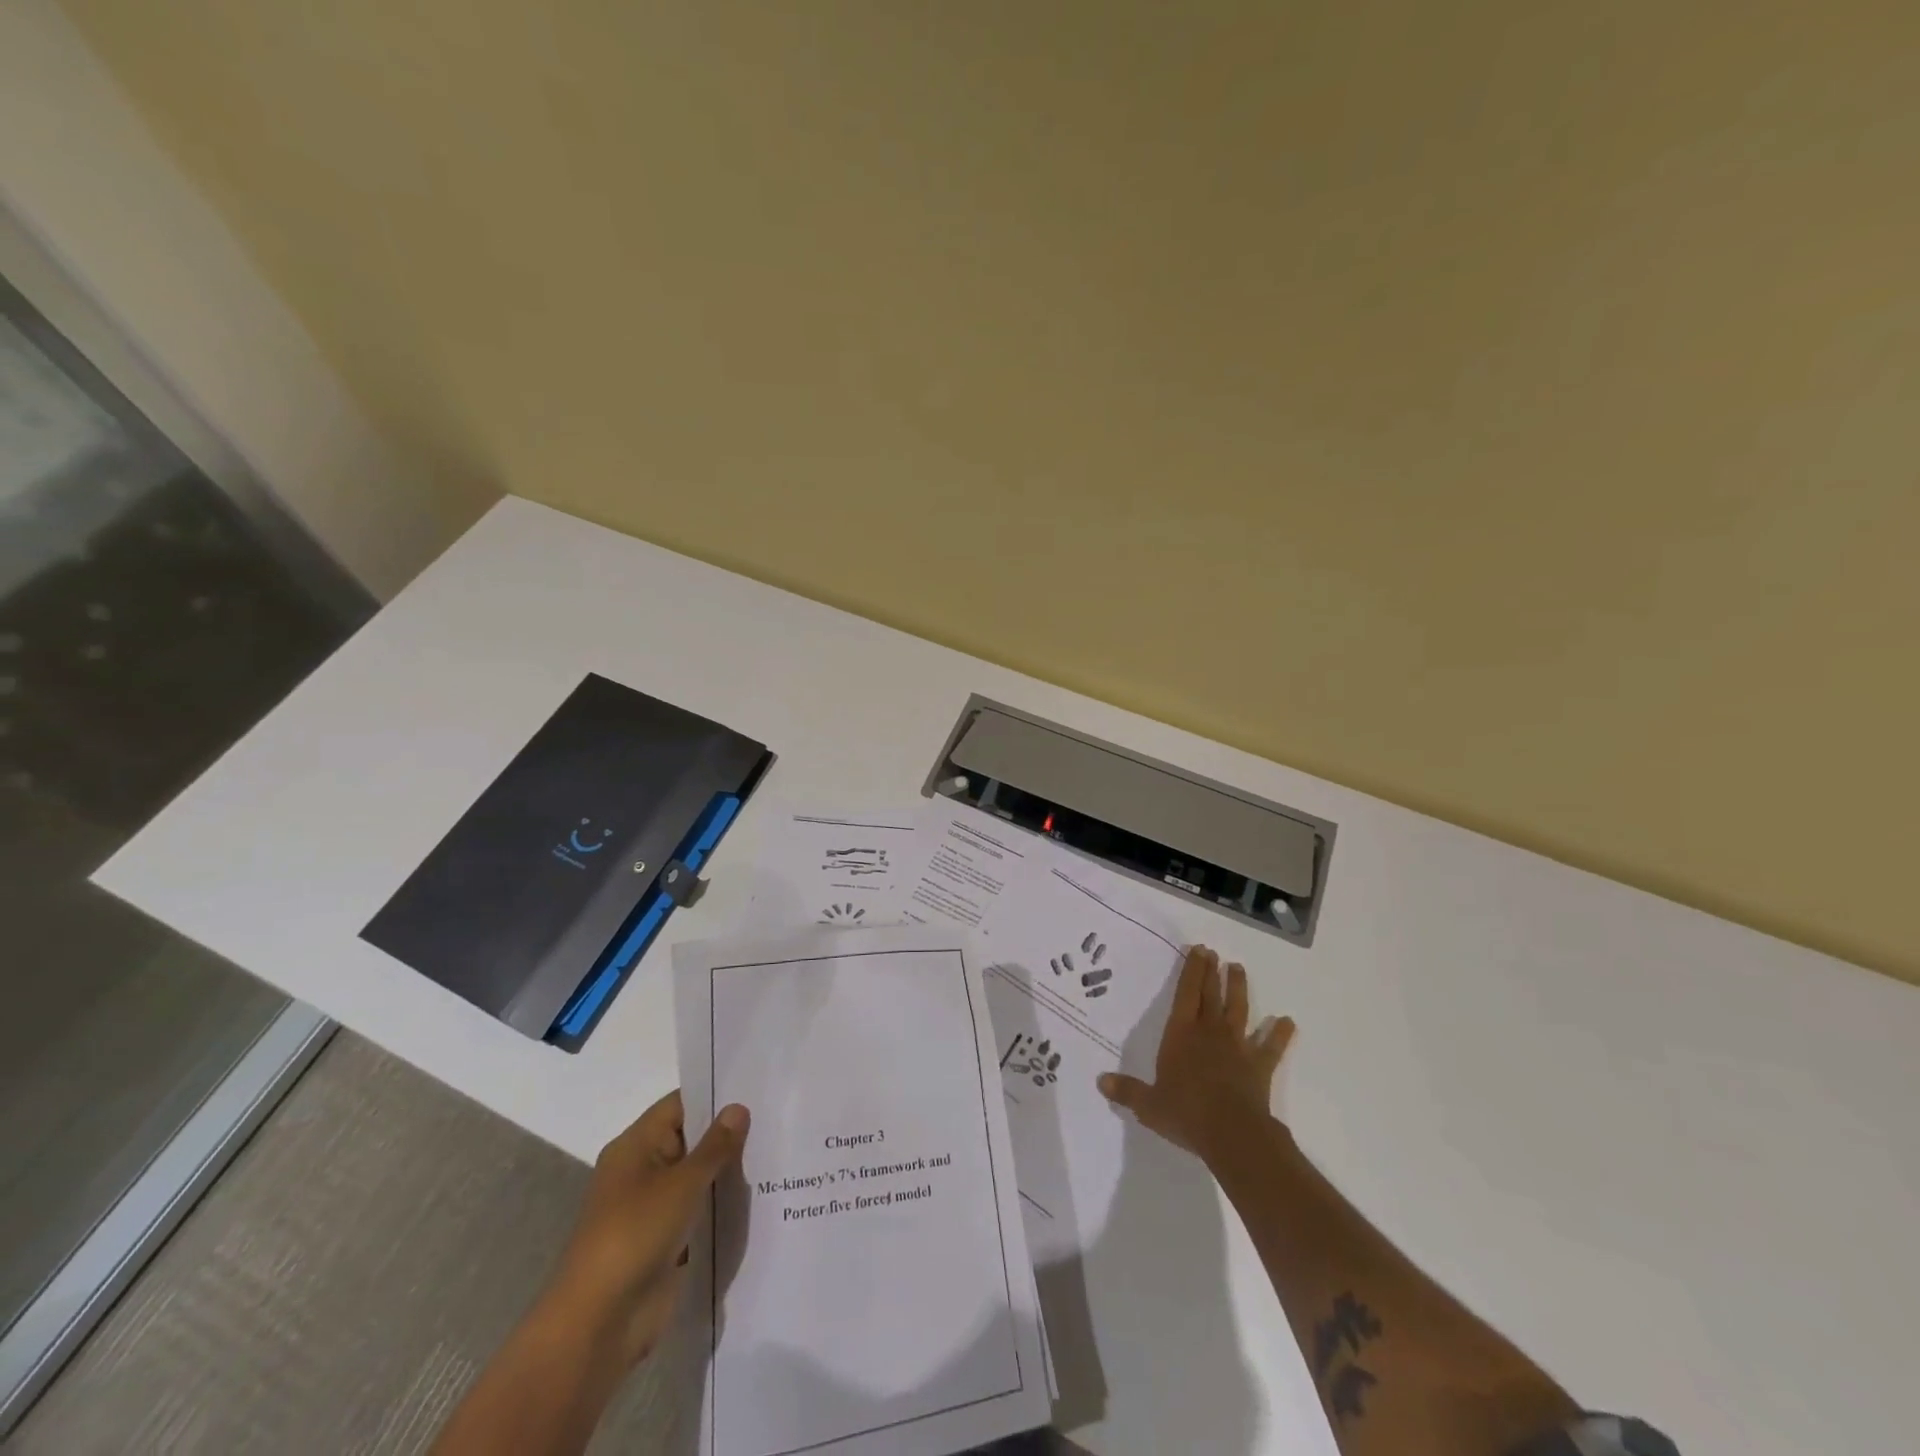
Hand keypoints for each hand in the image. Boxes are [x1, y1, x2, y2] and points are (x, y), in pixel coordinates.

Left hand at [541, 1091, 749, 1366]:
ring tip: (776, 1154)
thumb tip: (738, 1107)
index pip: (680, 1105)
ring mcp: (652, 1208)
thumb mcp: (682, 1183)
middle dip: (728, 1134)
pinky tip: (759, 1197)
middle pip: (691, 1139)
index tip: (756, 1089)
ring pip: (697, 1177)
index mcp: (635, 1146)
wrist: (599, 1323)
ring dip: (727, 1172)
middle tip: (776, 1119)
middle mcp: (642, 1170)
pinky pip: (698, 1210)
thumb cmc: (635, 1235)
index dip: (715, 1095)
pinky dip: (720, 1205)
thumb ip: (715, 1146)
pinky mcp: (664, 1241)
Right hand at [1097, 944, 1292, 1170]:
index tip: (1198, 950)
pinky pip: (1271, 1047)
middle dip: (1211, 972)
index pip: (1185, 994)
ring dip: (1239, 989)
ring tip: (1238, 969)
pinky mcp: (1259, 1066)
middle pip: (1211, 994)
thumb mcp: (1148, 1105)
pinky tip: (1287, 1021)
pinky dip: (1279, 1034)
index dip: (1191, 970)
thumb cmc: (1185, 1113)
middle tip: (1214, 952)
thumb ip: (1127, 1091)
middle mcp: (1209, 1032)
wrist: (1232, 1133)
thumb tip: (1100, 1082)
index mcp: (1181, 1034)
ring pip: (1238, 1010)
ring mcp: (1237, 1047)